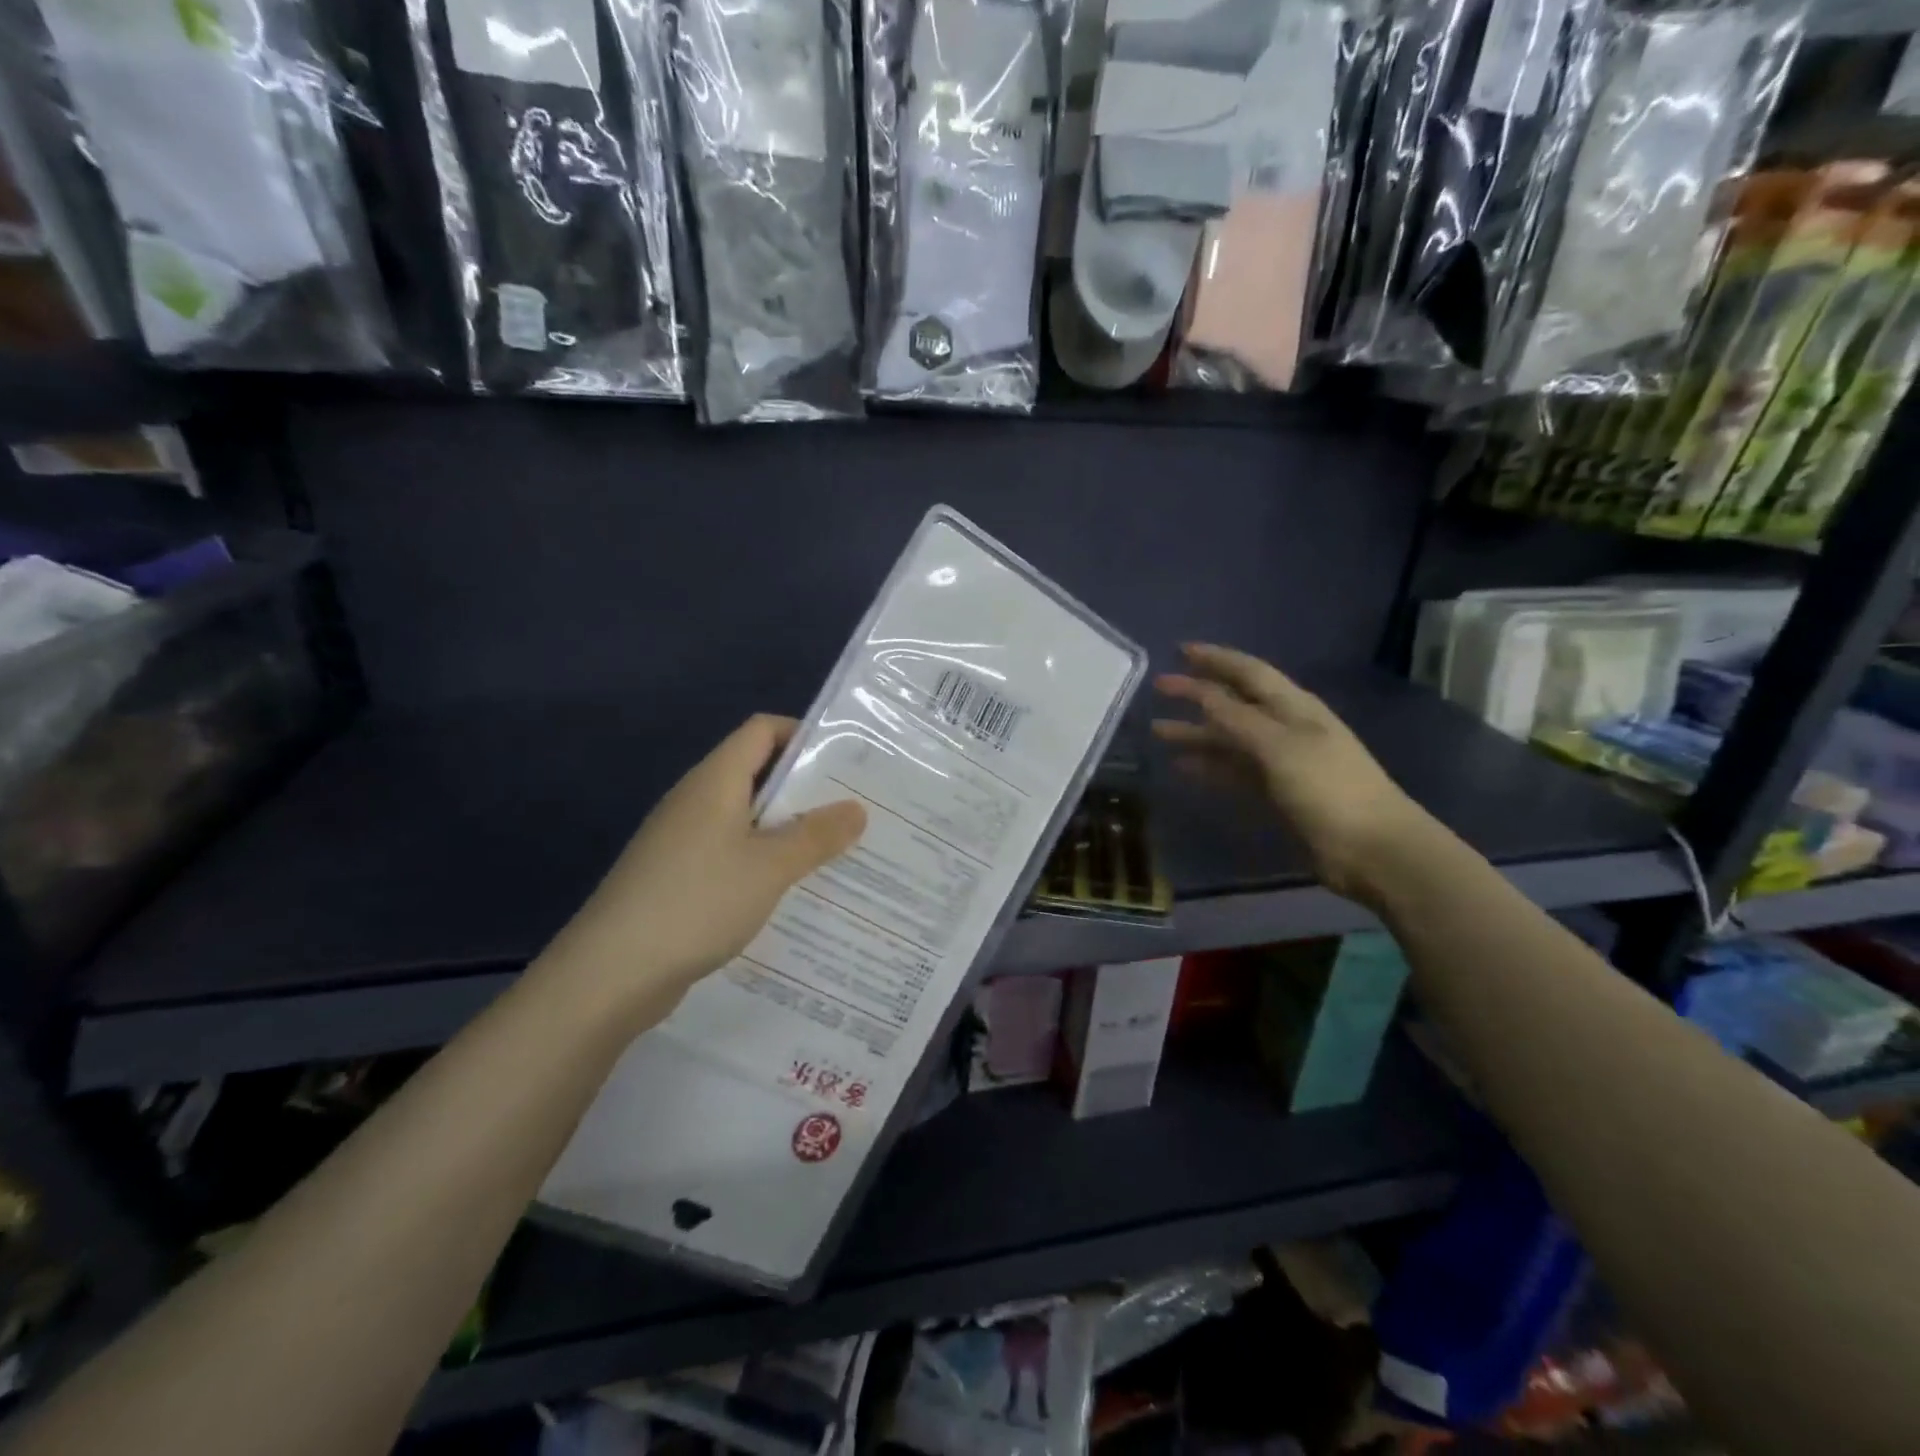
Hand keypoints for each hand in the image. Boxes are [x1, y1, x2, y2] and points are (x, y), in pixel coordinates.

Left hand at [536, 715, 865, 1027]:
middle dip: (806, 788)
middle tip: (854, 810)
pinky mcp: (677, 876)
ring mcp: (682, 840)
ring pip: (746, 818)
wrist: (611, 973)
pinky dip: (763, 861)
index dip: (803, 735)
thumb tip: (857, 809)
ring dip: (787, 829)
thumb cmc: (698, 901)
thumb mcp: (771, 866)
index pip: (763, 730)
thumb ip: (817, 835)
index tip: (846, 761)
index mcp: (715, 781)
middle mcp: (696, 800)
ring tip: (834, 851)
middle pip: (757, 773)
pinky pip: (731, 853)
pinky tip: (789, 889)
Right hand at [1153, 644, 1428, 903]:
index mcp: (1293, 707)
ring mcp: (1280, 762)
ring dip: (1196, 733)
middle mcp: (1285, 728)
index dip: (1215, 659)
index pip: (1248, 672)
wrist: (1372, 849)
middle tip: (1159, 688)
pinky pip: (1233, 771)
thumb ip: (1238, 719)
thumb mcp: (1280, 746)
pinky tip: (1183, 767)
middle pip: (1234, 703)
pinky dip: (1208, 766)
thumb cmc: (1329, 788)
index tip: (1180, 650)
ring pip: (1229, 739)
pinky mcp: (1276, 793)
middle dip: (1198, 693)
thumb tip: (1202, 693)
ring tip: (1158, 731)